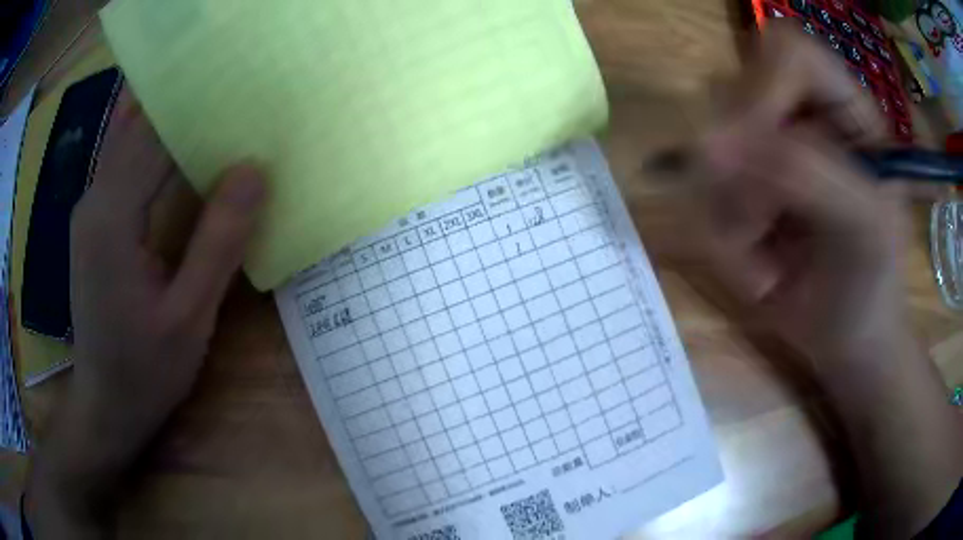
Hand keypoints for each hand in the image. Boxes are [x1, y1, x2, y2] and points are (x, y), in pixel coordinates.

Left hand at [27, 89, 265, 536]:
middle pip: (139, 124)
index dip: (200, 102)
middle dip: (185, 97)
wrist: (105, 405)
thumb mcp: (190, 317)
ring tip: (217, 99)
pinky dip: (152, 141)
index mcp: (112, 217)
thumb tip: (253, 170)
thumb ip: (218, 242)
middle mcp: (94, 199)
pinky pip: (124, 162)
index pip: (156, 133)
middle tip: (238, 80)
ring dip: (168, 114)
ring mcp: (90, 209)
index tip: (246, 82)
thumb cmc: (146, 371)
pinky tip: (179, 138)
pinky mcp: (95, 222)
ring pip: (129, 138)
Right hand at [694, 20, 905, 366]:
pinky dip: (723, 243)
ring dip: (731, 218)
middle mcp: (799, 116)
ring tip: (769, 268)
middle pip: (732, 96)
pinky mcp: (738, 191)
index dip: (763, 87)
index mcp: (844, 108)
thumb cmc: (873, 287)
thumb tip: (710, 144)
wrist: (848, 340)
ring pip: (706, 152)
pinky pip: (698, 198)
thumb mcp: (865, 229)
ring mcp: (764, 153)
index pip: (787, 51)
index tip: (753, 149)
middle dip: (742, 171)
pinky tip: (760, 274)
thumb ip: (808, 172)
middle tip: (764, 227)